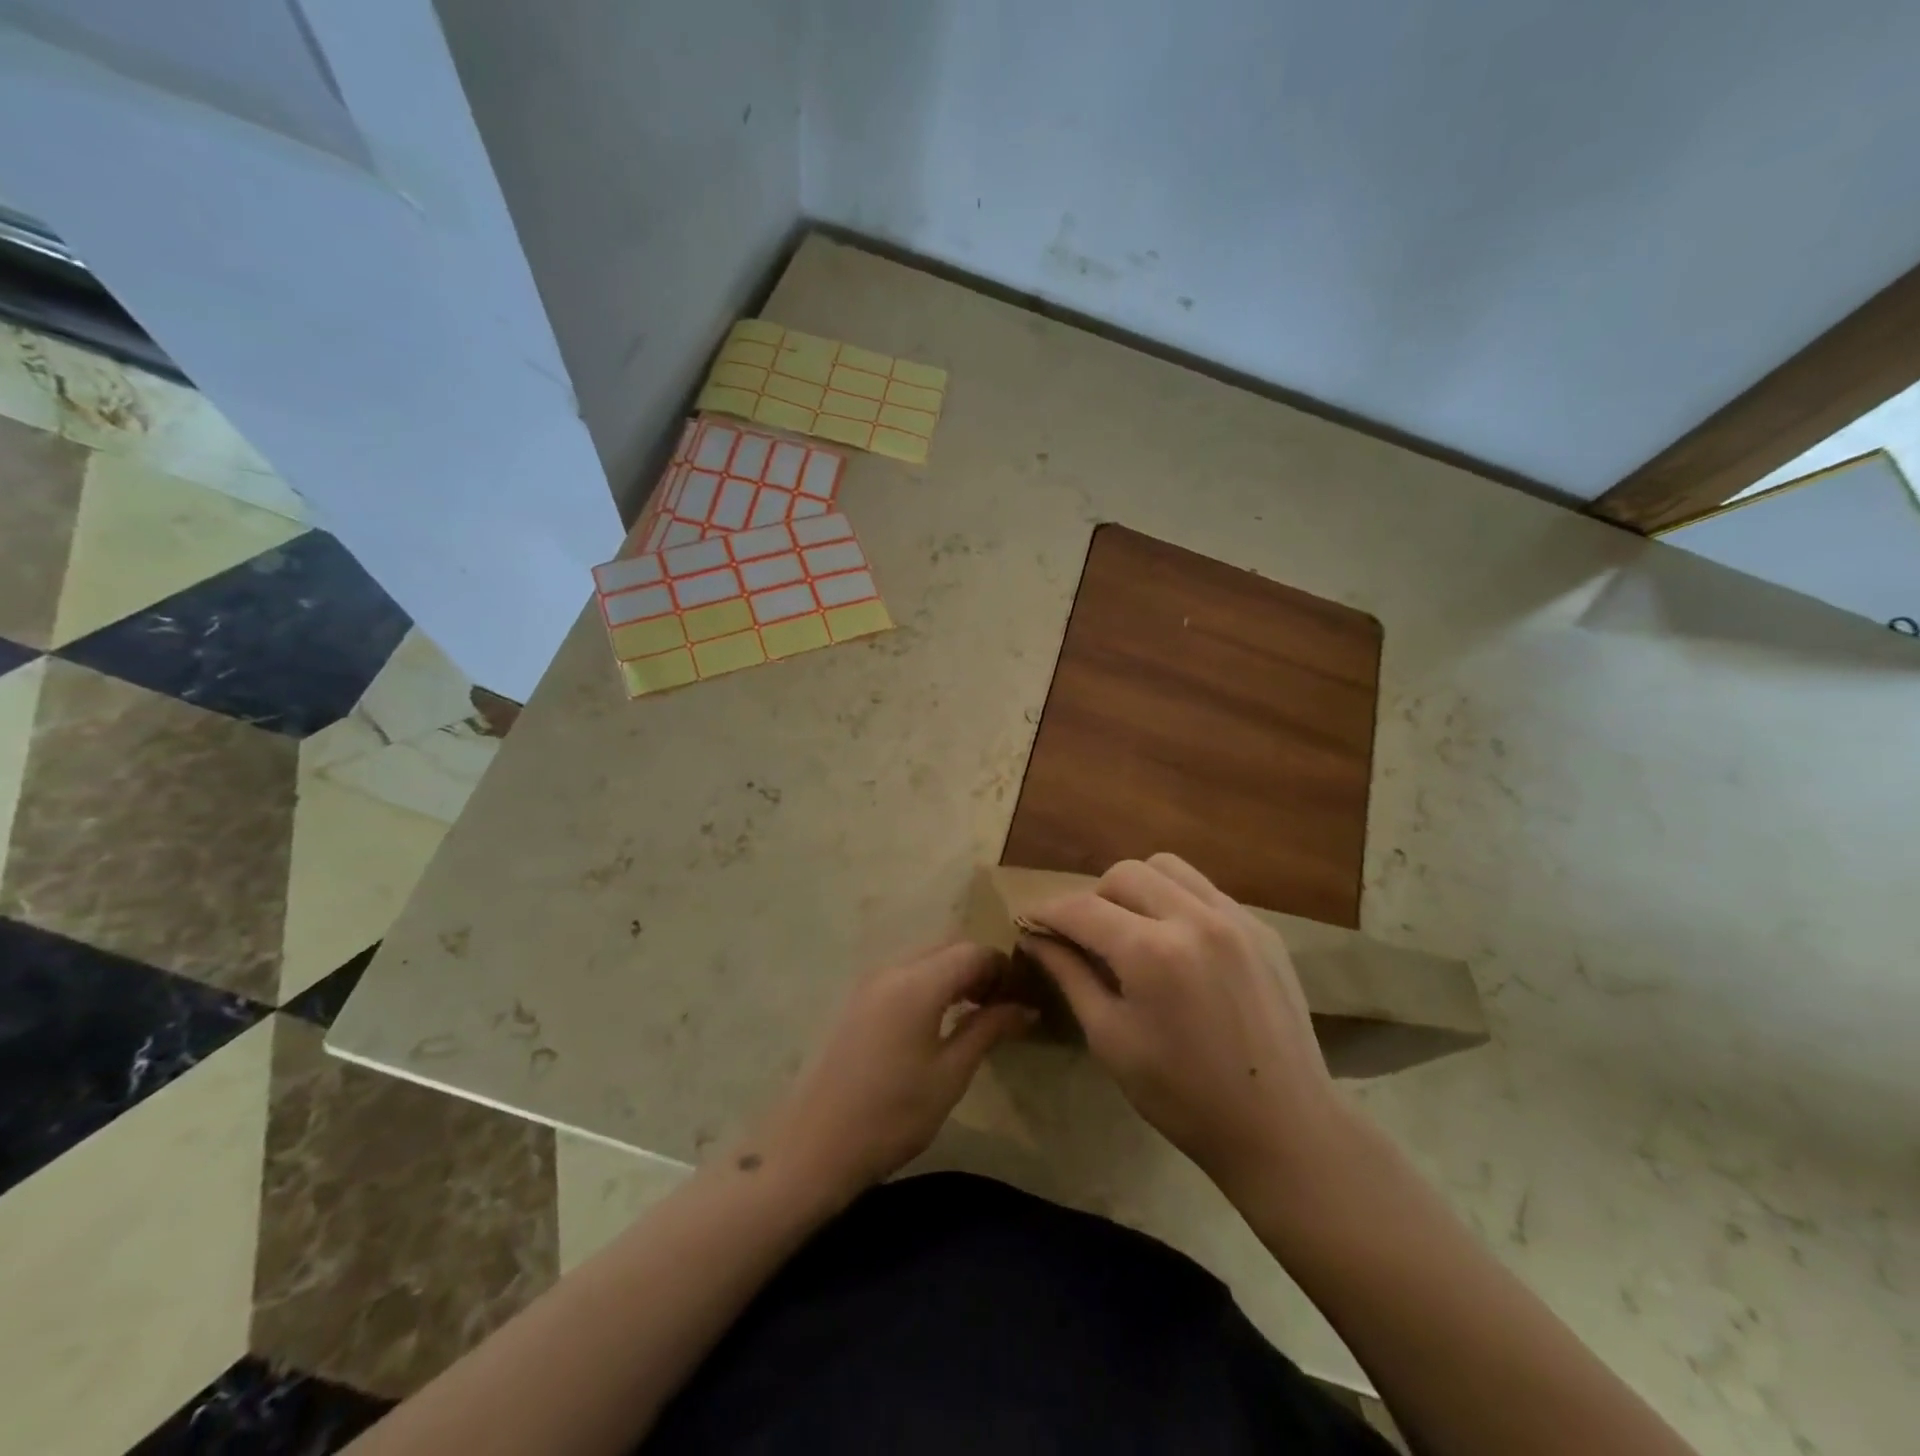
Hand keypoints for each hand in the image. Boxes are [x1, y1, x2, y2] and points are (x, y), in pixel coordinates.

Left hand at [746, 943, 1034, 1204]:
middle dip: (979, 966)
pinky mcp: (856, 998)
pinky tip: (938, 1018)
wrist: (815, 1144)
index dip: (1002, 968)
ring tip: (974, 1012)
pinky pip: (904, 971)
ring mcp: (869, 981)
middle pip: (948, 946)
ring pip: (924, 956)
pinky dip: (929, 980)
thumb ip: (989, 1029)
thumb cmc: (892, 1114)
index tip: (1021, 998)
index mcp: (917, 982)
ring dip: (954, 972)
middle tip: (1000, 1005)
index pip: (973, 952)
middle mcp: (891, 968)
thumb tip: (1026, 1007)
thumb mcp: (950, 1075)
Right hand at [1023, 854, 1350, 1197]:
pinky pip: (1204, 890)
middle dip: (1093, 898)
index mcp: (1151, 952)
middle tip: (1087, 937)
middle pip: (1124, 873)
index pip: (1081, 909)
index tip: (1030, 923)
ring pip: (1167, 868)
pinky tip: (1177, 944)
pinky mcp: (1262, 928)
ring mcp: (1235, 918)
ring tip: (1132, 930)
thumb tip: (1035, 937)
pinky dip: (1177, 902)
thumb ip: (1070, 976)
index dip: (1047, 912)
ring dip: (1136, 889)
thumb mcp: (1111, 1039)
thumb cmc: (1183, 1097)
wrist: (1283, 1128)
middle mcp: (1194, 918)